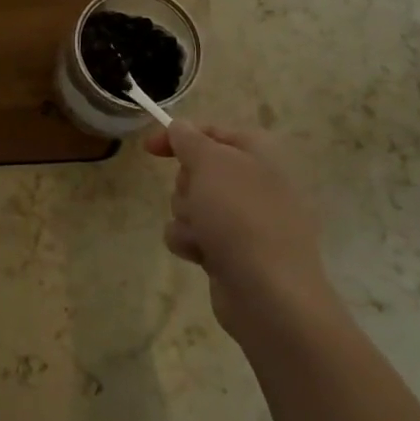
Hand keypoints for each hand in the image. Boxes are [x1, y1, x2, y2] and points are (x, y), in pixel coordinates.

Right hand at [144, 121, 333, 338]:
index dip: (179, 135)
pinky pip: (194, 235)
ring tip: (202, 234)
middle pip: (197, 170)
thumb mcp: (210, 163)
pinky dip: (191, 242)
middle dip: (185, 185)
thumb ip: (189, 139)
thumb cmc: (241, 216)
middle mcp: (254, 183)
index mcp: (258, 154)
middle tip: (196, 197)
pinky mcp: (232, 252)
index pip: (213, 131)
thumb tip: (180, 127)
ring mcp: (244, 221)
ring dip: (186, 216)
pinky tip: (202, 255)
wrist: (269, 293)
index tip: (149, 148)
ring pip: (191, 204)